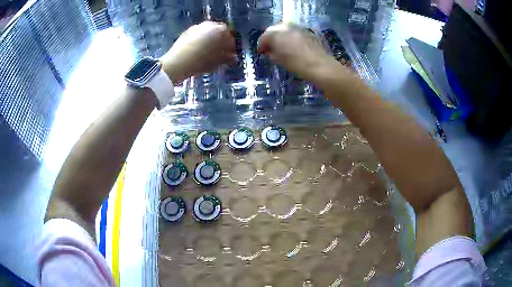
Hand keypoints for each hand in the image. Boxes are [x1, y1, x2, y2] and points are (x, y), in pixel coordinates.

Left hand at [161, 21, 235, 82]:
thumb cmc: (200, 62)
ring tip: (209, 51)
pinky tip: (199, 49)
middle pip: (220, 32)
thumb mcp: (216, 62)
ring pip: (209, 32)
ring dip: (211, 39)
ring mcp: (198, 26)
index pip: (230, 38)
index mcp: (221, 31)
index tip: (231, 55)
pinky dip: (201, 40)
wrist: (177, 62)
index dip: (231, 47)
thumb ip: (227, 58)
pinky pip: (199, 34)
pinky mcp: (188, 31)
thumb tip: (234, 58)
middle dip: (221, 41)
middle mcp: (210, 25)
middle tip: (220, 52)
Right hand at [258, 23, 343, 80]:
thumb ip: (272, 53)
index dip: (261, 45)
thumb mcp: (280, 60)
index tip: (261, 52)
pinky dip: (290, 36)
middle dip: (270, 38)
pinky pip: (295, 32)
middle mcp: (286, 27)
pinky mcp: (307, 31)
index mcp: (276, 34)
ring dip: (281, 36)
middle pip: (274, 30)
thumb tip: (270, 52)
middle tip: (270, 48)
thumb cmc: (297, 65)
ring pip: (285, 29)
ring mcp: (298, 28)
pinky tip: (292, 45)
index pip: (264, 37)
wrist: (320, 66)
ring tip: (281, 46)